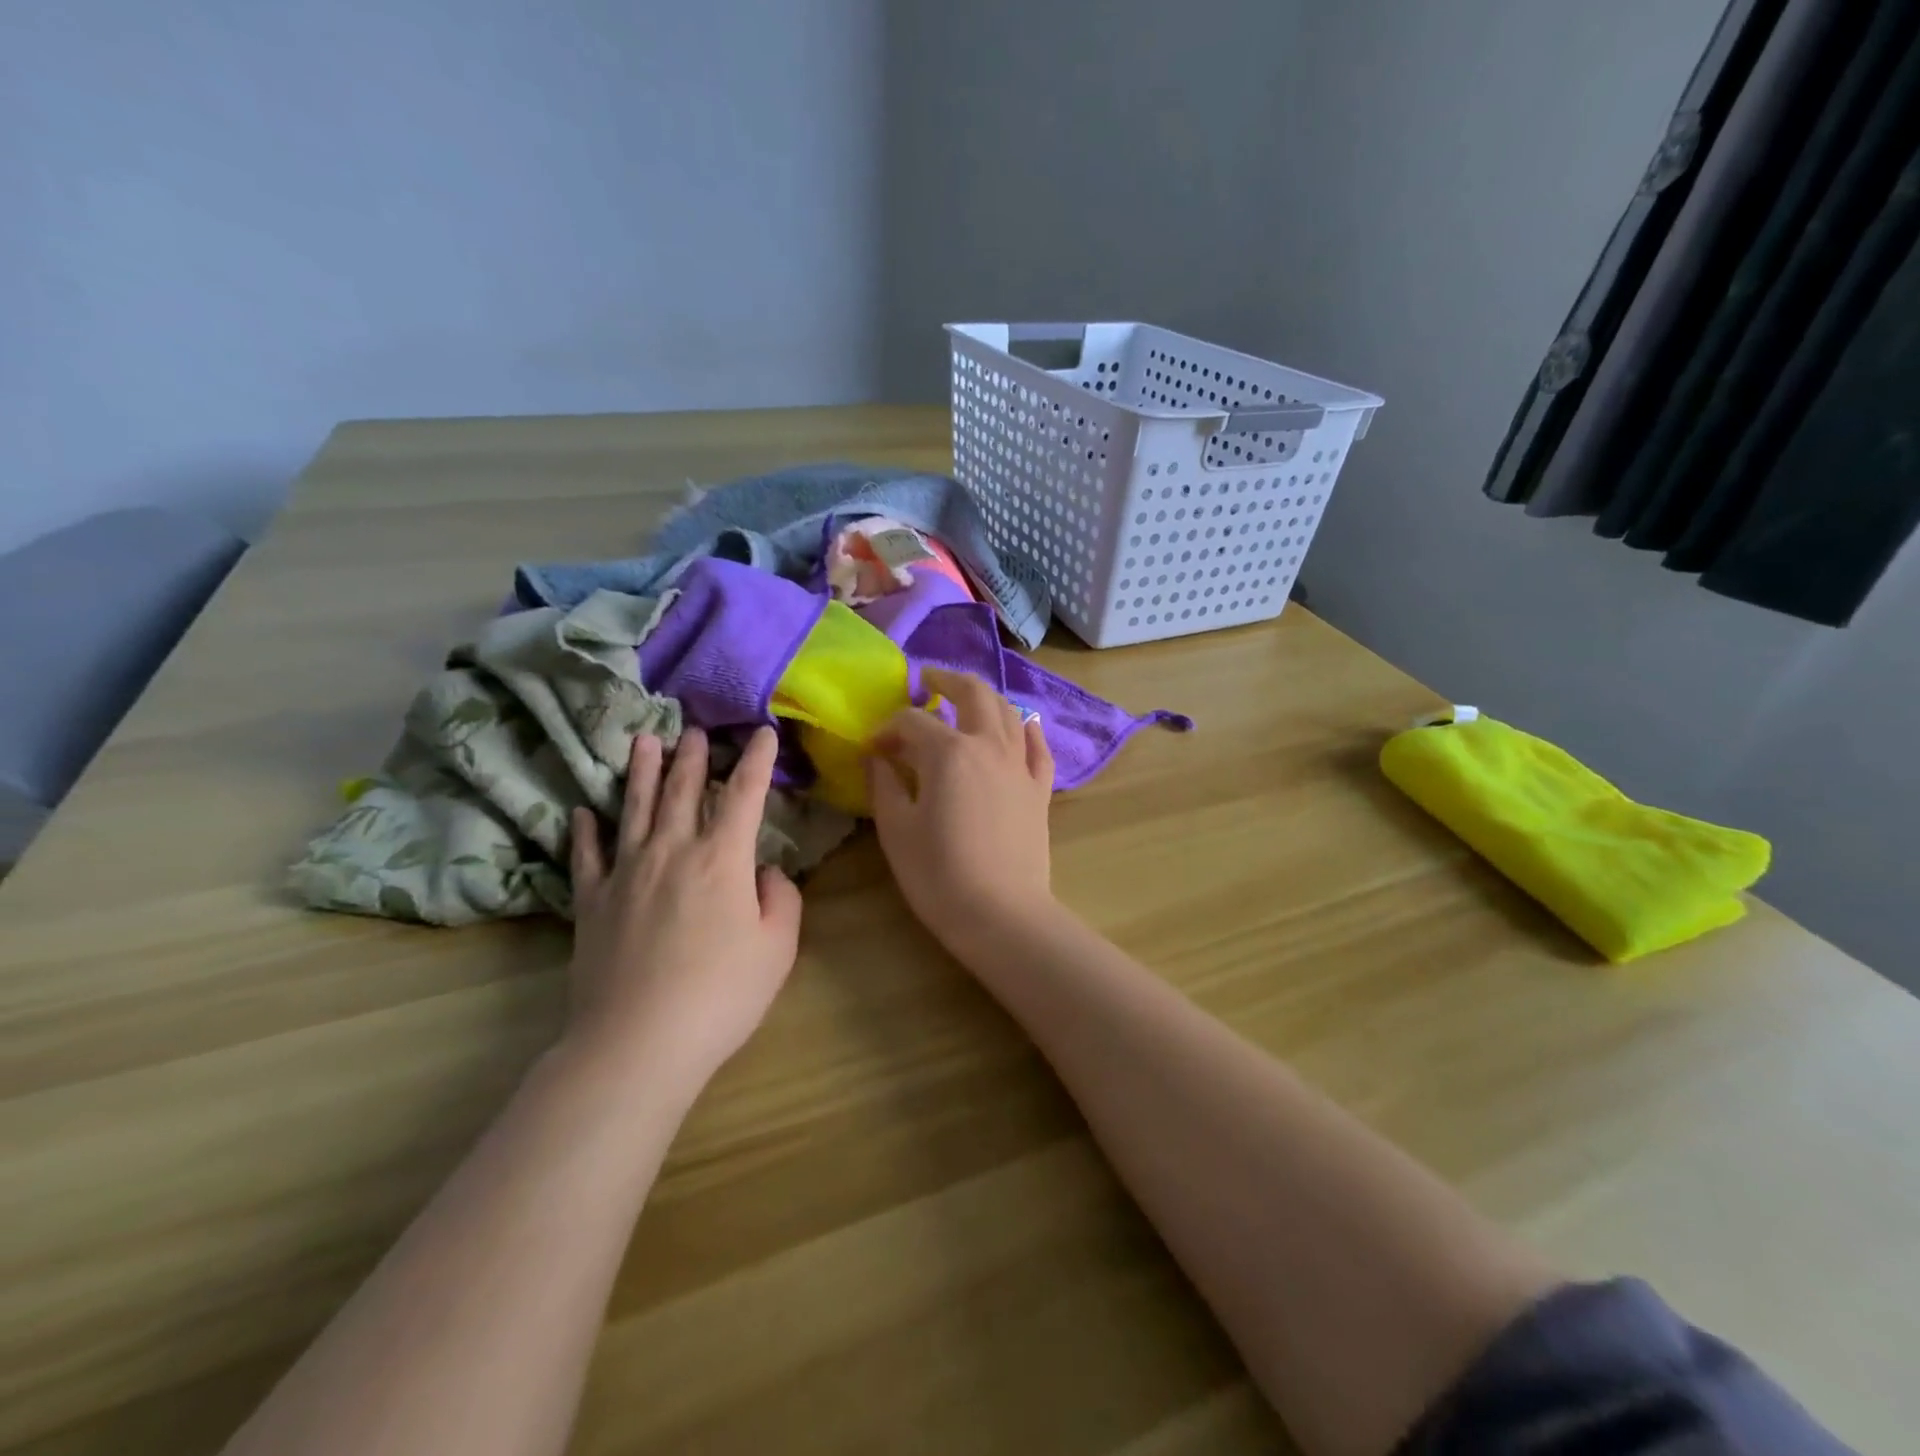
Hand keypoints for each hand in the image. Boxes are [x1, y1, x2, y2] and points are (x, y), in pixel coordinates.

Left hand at [565, 726, 802, 1097]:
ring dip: (641, 772)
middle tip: (693, 729)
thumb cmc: (722, 994)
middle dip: (692, 757)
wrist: (638, 1042)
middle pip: (682, 791)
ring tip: (643, 740)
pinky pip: (587, 857)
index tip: (763, 732)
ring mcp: (625, 874)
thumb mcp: (777, 948)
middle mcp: (672, 852)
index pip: (744, 794)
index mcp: (721, 859)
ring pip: (633, 809)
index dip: (757, 760)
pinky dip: (584, 831)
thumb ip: (780, 898)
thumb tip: (763, 871)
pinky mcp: (592, 903)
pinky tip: (582, 812)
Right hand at [864, 668, 1055, 948]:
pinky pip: (1038, 748)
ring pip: (1008, 712)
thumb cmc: (939, 875)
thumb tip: (877, 757)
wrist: (1001, 914)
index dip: (887, 728)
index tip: (872, 748)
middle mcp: (989, 746)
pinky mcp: (1039, 790)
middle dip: (947, 680)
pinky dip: (1027, 730)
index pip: (912, 722)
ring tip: (967, 697)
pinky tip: (1022, 725)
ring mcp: (1020, 766)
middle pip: (972, 694)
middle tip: (928, 680)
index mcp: (948, 752)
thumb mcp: (897, 830)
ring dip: (985, 696)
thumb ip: (884, 785)